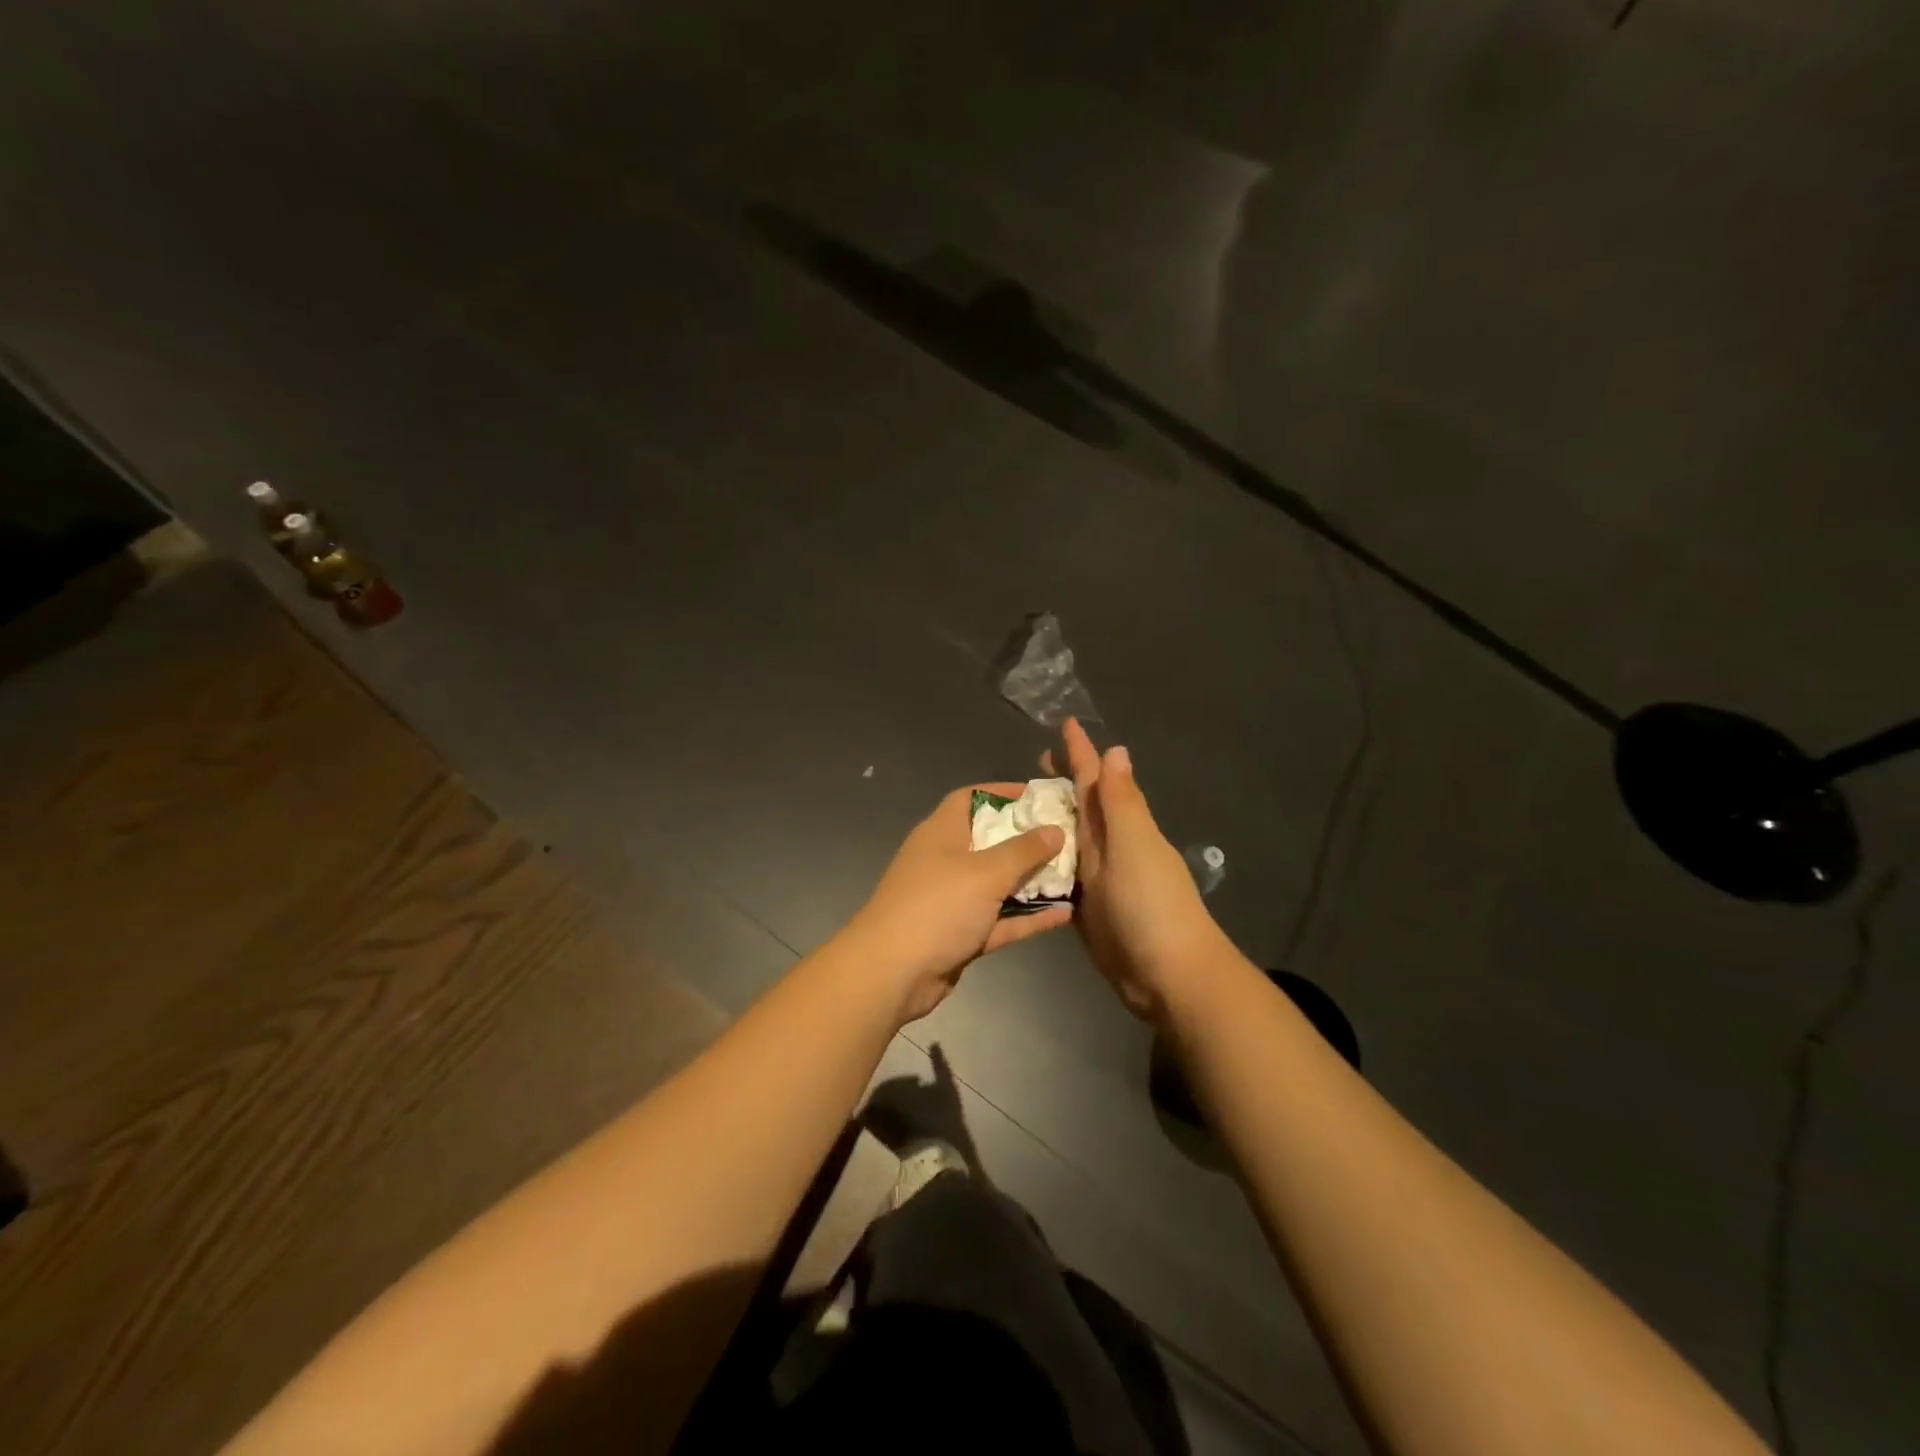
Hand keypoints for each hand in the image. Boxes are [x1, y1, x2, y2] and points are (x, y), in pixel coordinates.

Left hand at [843, 784, 1071, 1023]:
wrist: (892, 973)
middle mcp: (946, 860)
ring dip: (1032, 880)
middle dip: (1028, 839)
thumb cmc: (937, 906)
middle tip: (1069, 836)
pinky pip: (1001, 919)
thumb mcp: (985, 872)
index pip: (972, 798)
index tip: (1041, 797)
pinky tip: (1066, 914)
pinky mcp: (961, 934)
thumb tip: (1055, 829)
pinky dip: (1028, 916)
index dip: (1004, 793)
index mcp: (942, 832)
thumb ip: (1024, 850)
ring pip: (999, 883)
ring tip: (1076, 873)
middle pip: (991, 840)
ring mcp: (953, 899)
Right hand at [1045, 719, 1229, 1020]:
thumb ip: (1122, 802)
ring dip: (1051, 818)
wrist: (1167, 975)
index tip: (1066, 723)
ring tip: (1022, 803)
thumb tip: (1117, 749)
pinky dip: (1045, 861)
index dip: (1081, 752)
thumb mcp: (1135, 846)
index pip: (1098, 780)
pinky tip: (1024, 857)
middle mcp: (1110, 846)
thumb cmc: (1152, 905)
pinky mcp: (1086, 908)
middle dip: (1063, 780)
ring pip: (1069, 838)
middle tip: (1036, 760)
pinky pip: (1061, 874)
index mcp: (1122, 827)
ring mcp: (1098, 878)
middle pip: (1082, 805)